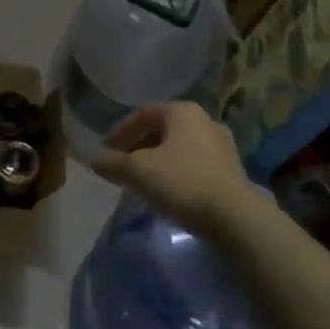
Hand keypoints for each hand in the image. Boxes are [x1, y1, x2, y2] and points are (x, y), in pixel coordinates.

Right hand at [92, 102, 265, 240]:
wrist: (235, 217)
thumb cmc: (183, 182)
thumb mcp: (139, 171)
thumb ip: (114, 163)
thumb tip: (95, 160)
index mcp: (183, 112)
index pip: (143, 113)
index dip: (121, 131)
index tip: (106, 149)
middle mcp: (205, 121)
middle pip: (163, 129)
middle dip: (139, 146)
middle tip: (123, 164)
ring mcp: (222, 145)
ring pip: (179, 147)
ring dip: (158, 160)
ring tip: (143, 180)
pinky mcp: (231, 170)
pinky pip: (194, 164)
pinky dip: (176, 172)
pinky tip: (168, 192)